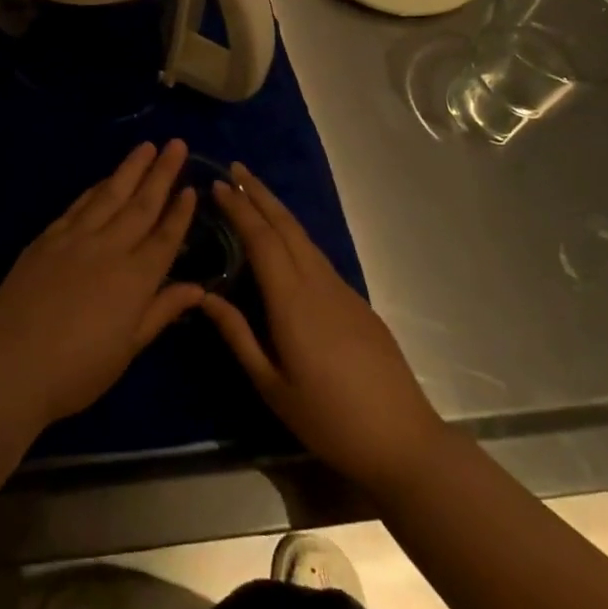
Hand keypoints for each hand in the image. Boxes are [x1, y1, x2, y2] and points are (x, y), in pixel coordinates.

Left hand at [0, 139, 200, 431]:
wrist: (11, 364)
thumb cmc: (77, 370)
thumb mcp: (128, 349)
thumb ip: (161, 311)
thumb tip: (197, 288)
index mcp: (135, 279)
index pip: (165, 237)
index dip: (180, 212)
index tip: (192, 187)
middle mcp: (109, 248)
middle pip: (141, 204)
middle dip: (162, 173)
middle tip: (177, 144)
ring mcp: (75, 238)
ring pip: (109, 194)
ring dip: (130, 169)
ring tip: (146, 147)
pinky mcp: (47, 238)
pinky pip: (78, 205)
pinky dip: (96, 188)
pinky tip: (105, 179)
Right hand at [200, 163, 445, 488]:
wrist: (403, 440)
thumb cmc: (328, 418)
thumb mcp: (272, 385)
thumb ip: (238, 335)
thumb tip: (204, 296)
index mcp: (292, 301)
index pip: (261, 240)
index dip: (239, 209)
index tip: (218, 185)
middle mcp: (317, 284)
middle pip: (286, 226)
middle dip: (260, 193)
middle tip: (236, 168)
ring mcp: (342, 290)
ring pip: (304, 237)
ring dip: (277, 210)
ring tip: (255, 192)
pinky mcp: (357, 302)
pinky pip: (318, 256)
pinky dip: (295, 234)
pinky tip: (286, 240)